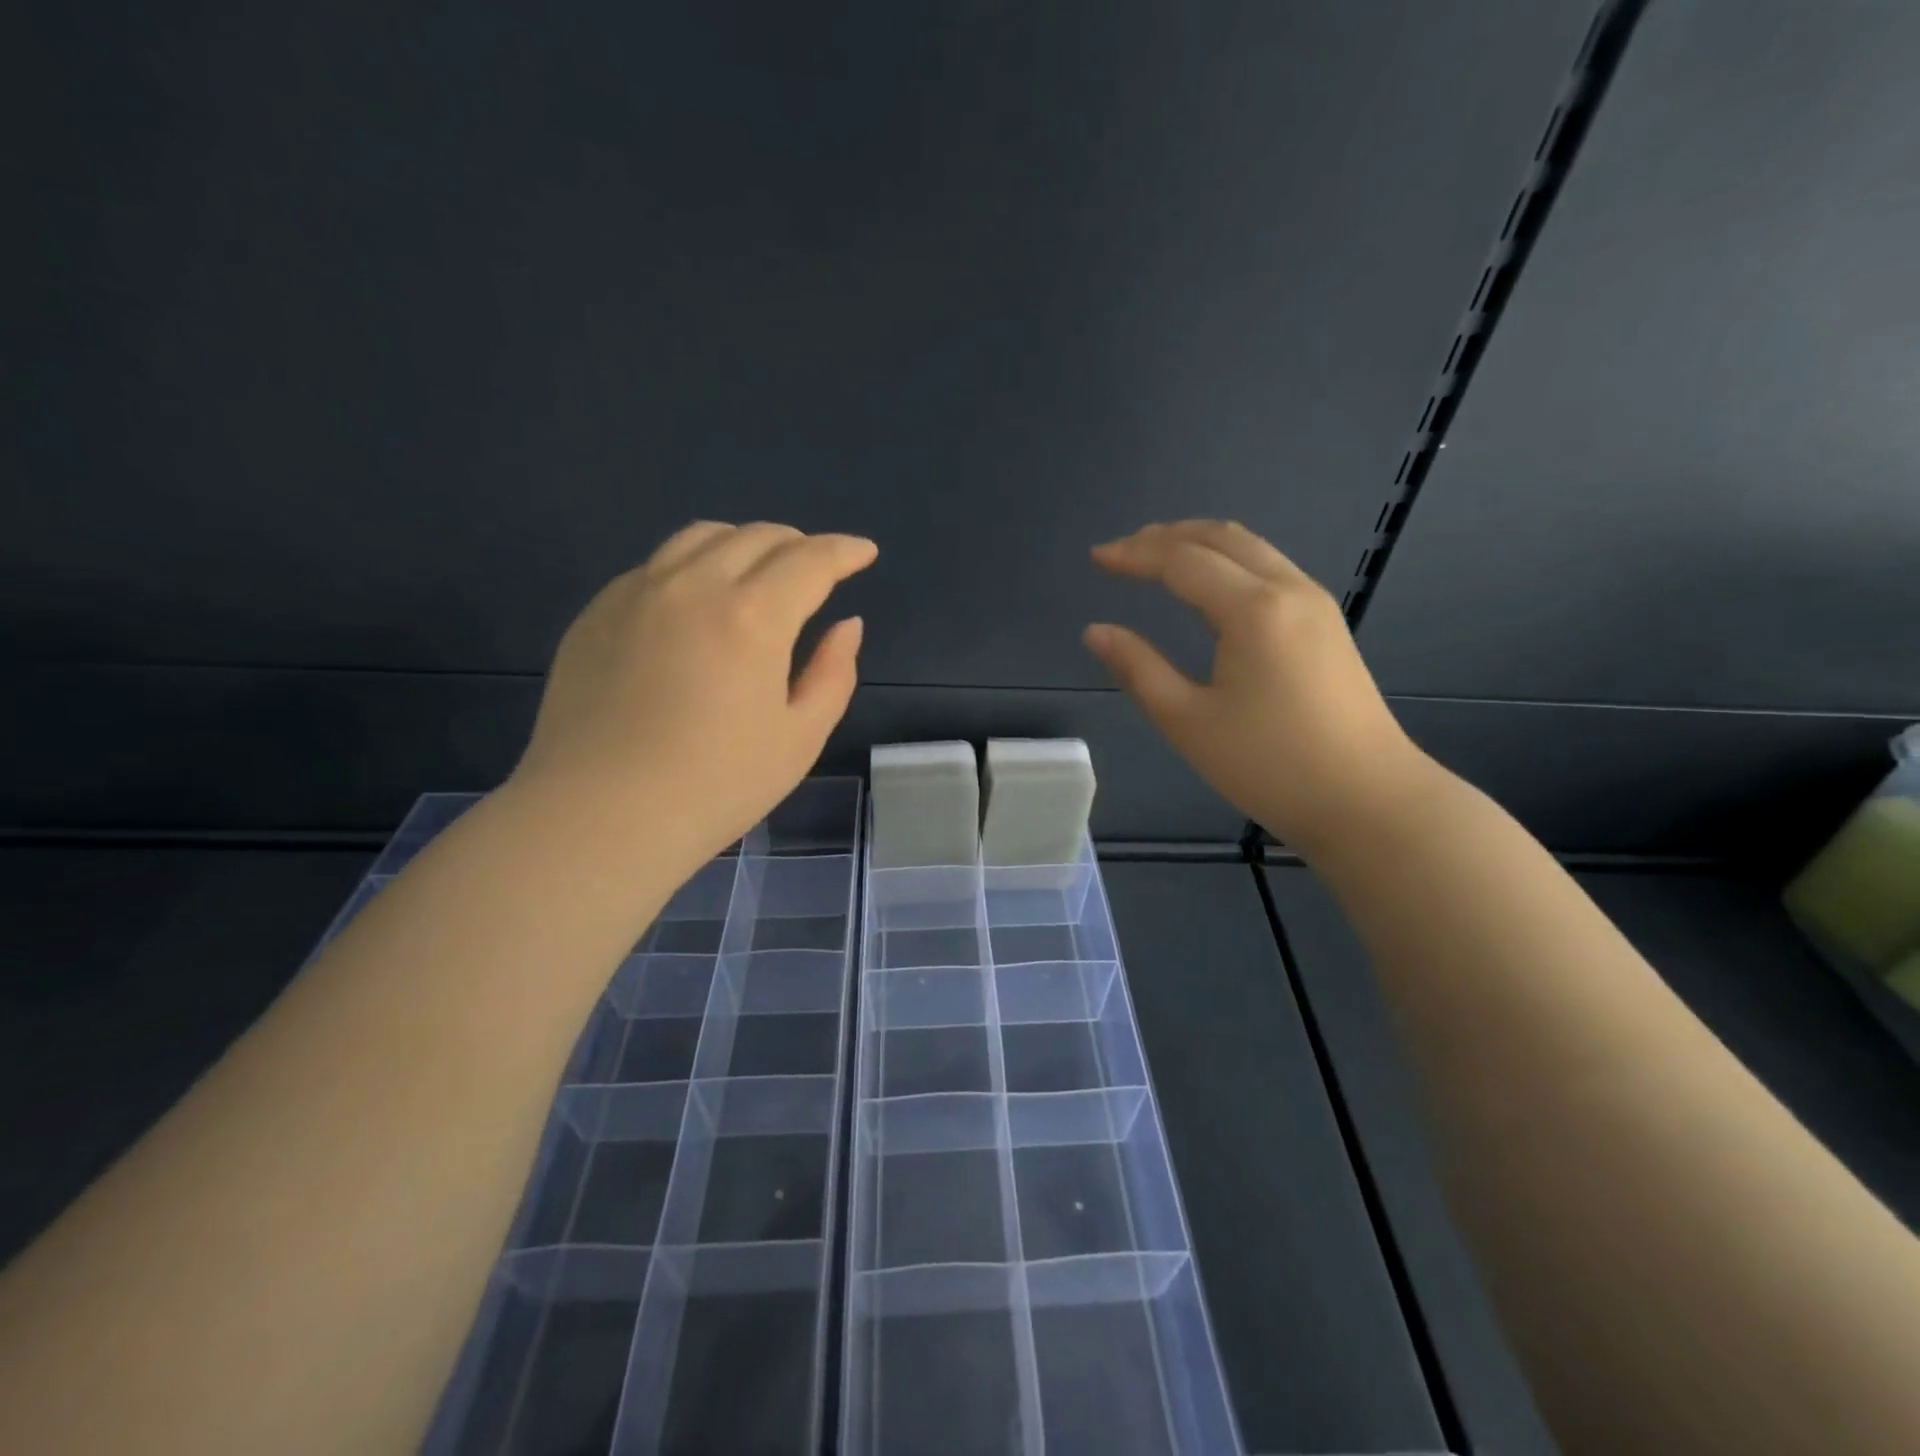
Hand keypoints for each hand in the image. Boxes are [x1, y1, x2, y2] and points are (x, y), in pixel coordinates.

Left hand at [511, 521, 876, 864]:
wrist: (599, 816)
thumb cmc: (715, 786)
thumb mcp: (800, 738)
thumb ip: (833, 673)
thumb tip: (847, 625)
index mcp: (753, 617)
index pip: (811, 560)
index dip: (845, 551)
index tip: (864, 552)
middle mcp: (694, 585)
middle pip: (758, 537)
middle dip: (799, 545)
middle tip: (817, 570)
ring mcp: (638, 592)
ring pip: (702, 537)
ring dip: (746, 544)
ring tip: (760, 573)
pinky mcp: (599, 611)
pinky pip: (658, 564)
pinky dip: (695, 566)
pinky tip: (698, 604)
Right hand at [1085, 520, 1430, 852]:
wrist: (1367, 799)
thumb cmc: (1269, 765)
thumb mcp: (1188, 721)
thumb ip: (1138, 669)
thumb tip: (1095, 631)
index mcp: (1252, 610)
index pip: (1182, 561)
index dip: (1134, 555)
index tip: (1096, 557)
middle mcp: (1287, 589)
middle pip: (1220, 538)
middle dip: (1165, 537)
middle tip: (1122, 551)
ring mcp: (1314, 602)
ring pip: (1250, 547)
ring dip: (1199, 542)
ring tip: (1157, 555)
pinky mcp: (1326, 621)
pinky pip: (1269, 566)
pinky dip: (1228, 559)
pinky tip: (1209, 582)